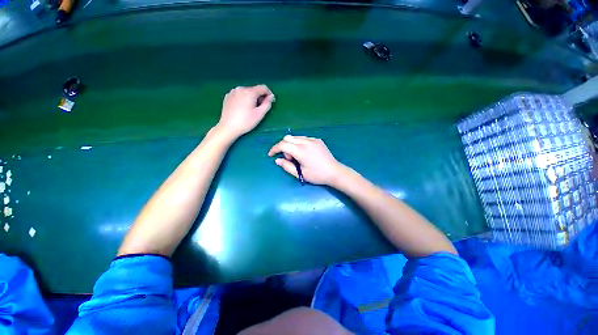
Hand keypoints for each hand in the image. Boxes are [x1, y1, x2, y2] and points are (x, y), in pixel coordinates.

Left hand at [217, 85, 274, 139]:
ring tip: (252, 109)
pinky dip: (244, 99)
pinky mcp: (227, 97)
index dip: (269, 94)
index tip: (271, 102)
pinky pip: (239, 95)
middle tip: (261, 108)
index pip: (263, 87)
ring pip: (246, 92)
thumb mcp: (260, 114)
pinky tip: (243, 109)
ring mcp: (232, 92)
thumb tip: (271, 96)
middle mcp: (240, 89)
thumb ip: (267, 104)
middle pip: (254, 90)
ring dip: (252, 98)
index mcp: (249, 92)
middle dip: (260, 97)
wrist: (228, 127)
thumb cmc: (246, 121)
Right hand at [268, 135, 344, 185]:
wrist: (334, 172)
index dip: (274, 149)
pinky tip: (305, 153)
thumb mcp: (300, 173)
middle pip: (287, 138)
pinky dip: (299, 144)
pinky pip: (303, 138)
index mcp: (301, 151)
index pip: (283, 145)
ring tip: (298, 156)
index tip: (271, 154)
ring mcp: (313, 140)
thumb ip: (287, 166)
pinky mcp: (318, 140)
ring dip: (291, 145)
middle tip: (290, 159)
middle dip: (284, 147)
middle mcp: (306, 142)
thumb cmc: (317, 175)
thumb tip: (278, 160)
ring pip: (295, 137)